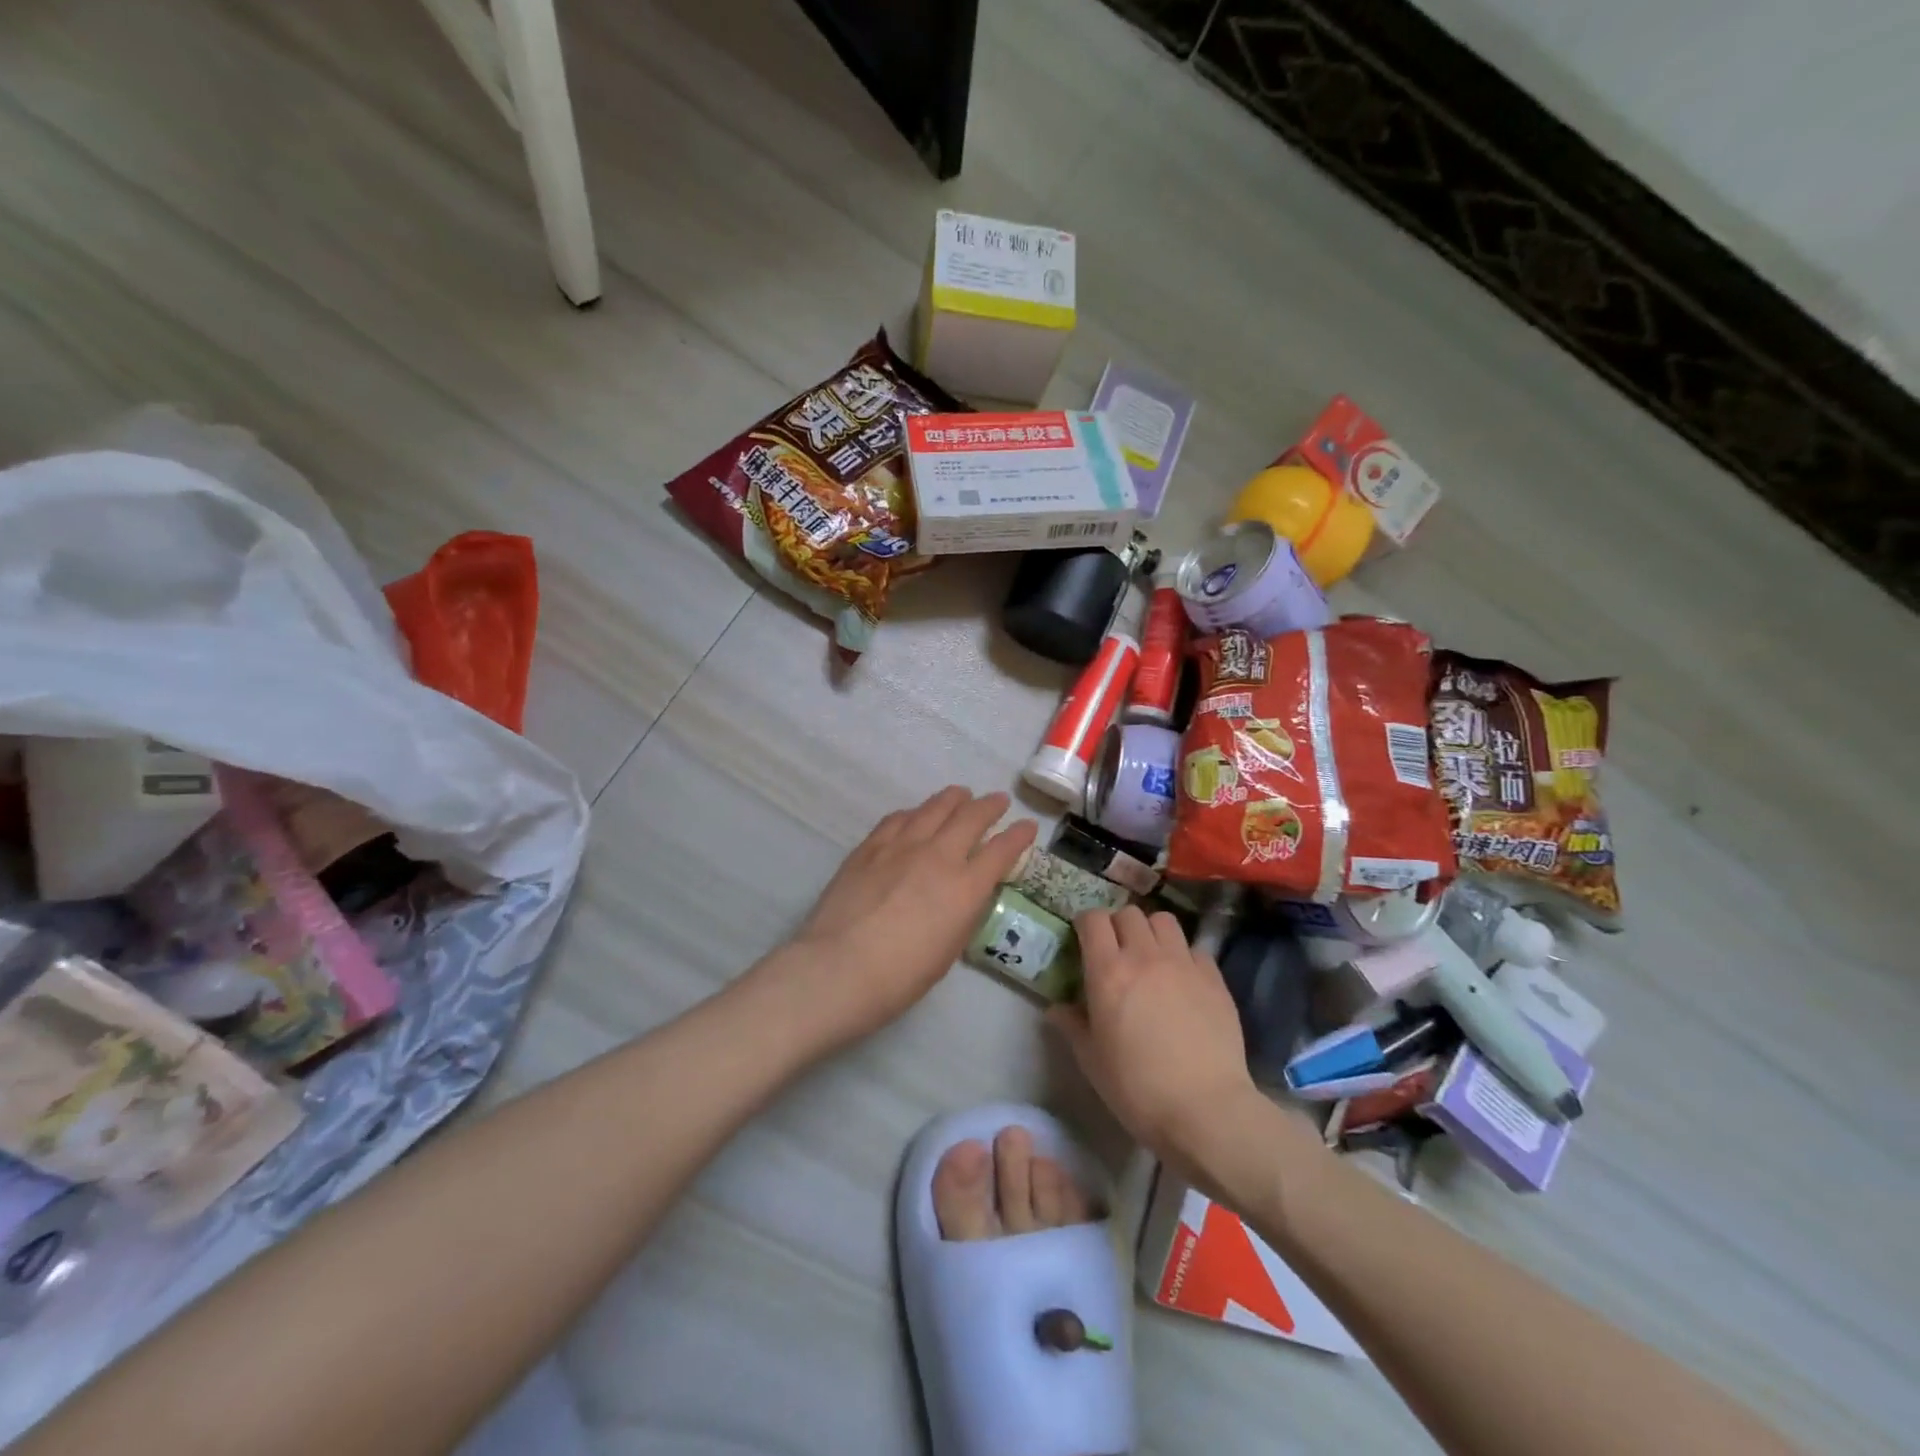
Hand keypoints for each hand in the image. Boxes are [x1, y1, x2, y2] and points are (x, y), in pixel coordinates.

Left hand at [779, 786, 1036, 1044]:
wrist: (838, 968)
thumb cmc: (900, 977)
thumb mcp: (949, 950)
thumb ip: (962, 913)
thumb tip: (967, 892)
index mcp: (965, 888)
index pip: (1002, 850)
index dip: (1019, 836)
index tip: (1028, 826)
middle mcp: (938, 856)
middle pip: (970, 817)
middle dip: (990, 806)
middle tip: (998, 801)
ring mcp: (901, 846)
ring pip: (934, 808)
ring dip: (953, 799)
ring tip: (961, 795)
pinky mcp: (870, 846)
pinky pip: (898, 818)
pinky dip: (915, 813)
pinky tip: (915, 815)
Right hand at [1048, 907, 1264, 1175]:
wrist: (1204, 1110)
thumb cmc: (1136, 1088)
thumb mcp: (1091, 1060)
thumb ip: (1072, 1025)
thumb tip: (1057, 1008)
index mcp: (1108, 971)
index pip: (1093, 919)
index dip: (1085, 923)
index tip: (1083, 938)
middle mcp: (1145, 956)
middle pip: (1129, 913)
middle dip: (1118, 925)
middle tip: (1116, 950)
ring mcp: (1183, 964)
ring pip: (1164, 921)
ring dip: (1152, 931)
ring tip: (1151, 956)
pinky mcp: (1214, 979)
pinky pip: (1195, 949)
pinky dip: (1184, 955)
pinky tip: (1183, 980)